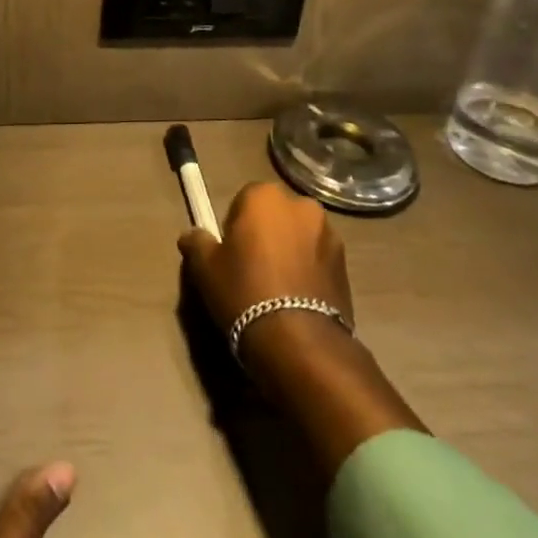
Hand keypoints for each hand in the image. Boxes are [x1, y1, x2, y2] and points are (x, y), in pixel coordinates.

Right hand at [179, 183, 422, 469]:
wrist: (300, 342)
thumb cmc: (245, 292)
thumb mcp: (206, 268)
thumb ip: (197, 243)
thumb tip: (191, 235)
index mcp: (264, 195)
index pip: (243, 200)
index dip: (235, 227)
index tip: (231, 253)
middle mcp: (301, 205)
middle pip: (275, 215)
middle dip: (266, 234)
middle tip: (252, 269)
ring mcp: (329, 234)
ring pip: (299, 237)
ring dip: (290, 252)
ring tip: (278, 289)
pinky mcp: (346, 265)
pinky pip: (318, 260)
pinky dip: (309, 271)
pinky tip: (297, 300)